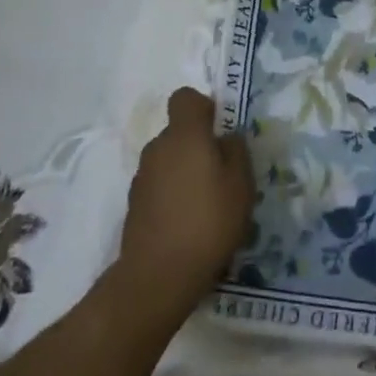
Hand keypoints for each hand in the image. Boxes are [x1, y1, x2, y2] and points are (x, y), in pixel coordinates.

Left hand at [117, 88, 254, 312]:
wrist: (158, 277)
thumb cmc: (208, 222)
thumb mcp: (241, 184)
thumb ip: (236, 151)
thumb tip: (226, 138)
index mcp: (184, 135)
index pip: (185, 98)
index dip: (203, 108)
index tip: (219, 131)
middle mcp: (158, 148)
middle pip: (178, 132)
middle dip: (198, 146)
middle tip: (222, 175)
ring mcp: (142, 177)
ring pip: (169, 161)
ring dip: (185, 173)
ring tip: (206, 205)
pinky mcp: (134, 206)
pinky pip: (159, 187)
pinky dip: (172, 196)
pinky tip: (188, 224)